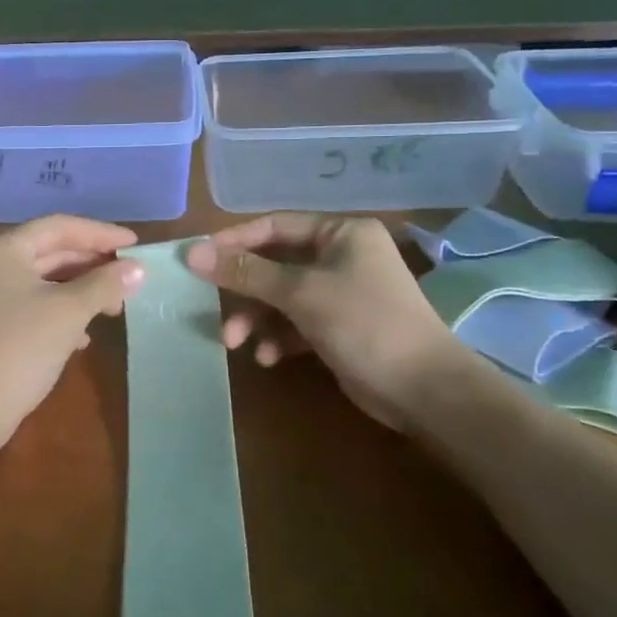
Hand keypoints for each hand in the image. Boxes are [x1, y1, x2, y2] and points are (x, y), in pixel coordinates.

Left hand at [0, 215, 146, 455]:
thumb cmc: (19, 347)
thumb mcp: (68, 312)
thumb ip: (104, 285)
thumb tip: (138, 269)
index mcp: (3, 249)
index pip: (58, 227)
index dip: (100, 233)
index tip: (135, 245)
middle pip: (50, 252)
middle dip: (91, 264)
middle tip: (129, 277)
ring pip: (43, 283)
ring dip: (80, 292)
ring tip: (113, 309)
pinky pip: (33, 308)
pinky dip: (61, 315)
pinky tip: (83, 338)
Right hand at [185, 213, 468, 428]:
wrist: (424, 390)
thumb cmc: (364, 324)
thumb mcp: (301, 293)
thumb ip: (246, 272)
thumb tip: (193, 252)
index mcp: (341, 234)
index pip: (275, 226)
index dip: (234, 241)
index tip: (198, 259)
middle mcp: (341, 256)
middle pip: (275, 264)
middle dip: (244, 290)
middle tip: (213, 308)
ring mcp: (341, 293)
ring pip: (281, 297)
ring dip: (256, 318)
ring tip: (236, 343)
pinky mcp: (339, 327)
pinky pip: (296, 323)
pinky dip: (278, 337)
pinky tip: (267, 358)